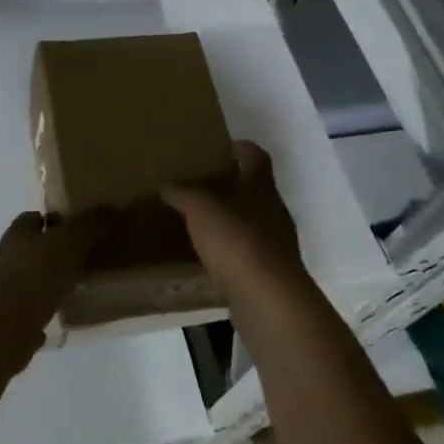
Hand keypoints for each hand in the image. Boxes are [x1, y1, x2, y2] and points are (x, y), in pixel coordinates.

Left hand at [0, 209, 115, 383]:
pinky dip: (46, 311)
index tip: (82, 228)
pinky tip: (65, 316)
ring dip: (53, 281)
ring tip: (83, 286)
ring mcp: (6, 291)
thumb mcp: (69, 242)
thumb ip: (89, 224)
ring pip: (34, 279)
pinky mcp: (10, 321)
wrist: (2, 329)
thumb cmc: (35, 276)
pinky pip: (32, 311)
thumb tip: (110, 208)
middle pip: (34, 248)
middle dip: (57, 251)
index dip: (57, 220)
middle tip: (89, 257)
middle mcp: (8, 258)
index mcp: (19, 233)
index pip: (35, 217)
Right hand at [161, 141, 306, 299]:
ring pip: (253, 221)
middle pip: (256, 189)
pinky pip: (248, 251)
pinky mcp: (270, 271)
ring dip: (232, 218)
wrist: (268, 298)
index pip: (256, 157)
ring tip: (202, 220)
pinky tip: (211, 255)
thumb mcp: (200, 209)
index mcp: (261, 188)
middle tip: (203, 184)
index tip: (225, 145)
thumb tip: (167, 184)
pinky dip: (231, 249)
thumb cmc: (236, 241)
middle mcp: (274, 211)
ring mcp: (276, 243)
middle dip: (233, 185)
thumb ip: (183, 193)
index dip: (243, 147)